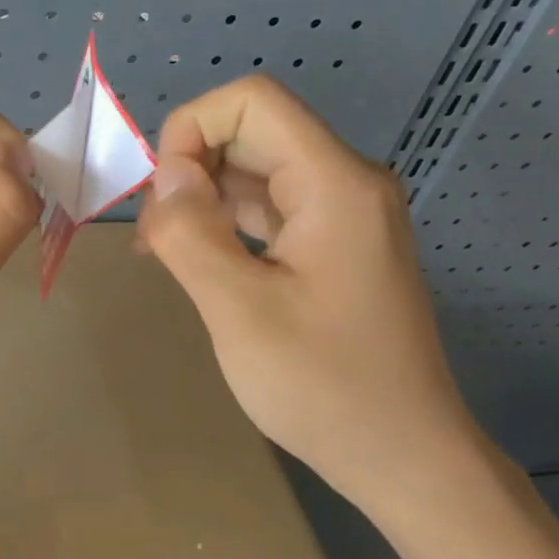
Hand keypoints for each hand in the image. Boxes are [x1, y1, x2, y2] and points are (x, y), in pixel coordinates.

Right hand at [137, 75, 487, 518]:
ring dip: (203, 197)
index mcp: (334, 183)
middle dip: (190, 168)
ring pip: (257, 169)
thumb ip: (191, 233)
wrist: (403, 456)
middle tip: (155, 237)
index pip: (251, 102)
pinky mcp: (336, 244)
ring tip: (163, 251)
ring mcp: (344, 213)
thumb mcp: (239, 311)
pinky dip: (227, 221)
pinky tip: (197, 259)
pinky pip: (271, 207)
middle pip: (252, 131)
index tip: (163, 199)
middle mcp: (347, 182)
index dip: (191, 130)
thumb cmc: (324, 387)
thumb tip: (165, 176)